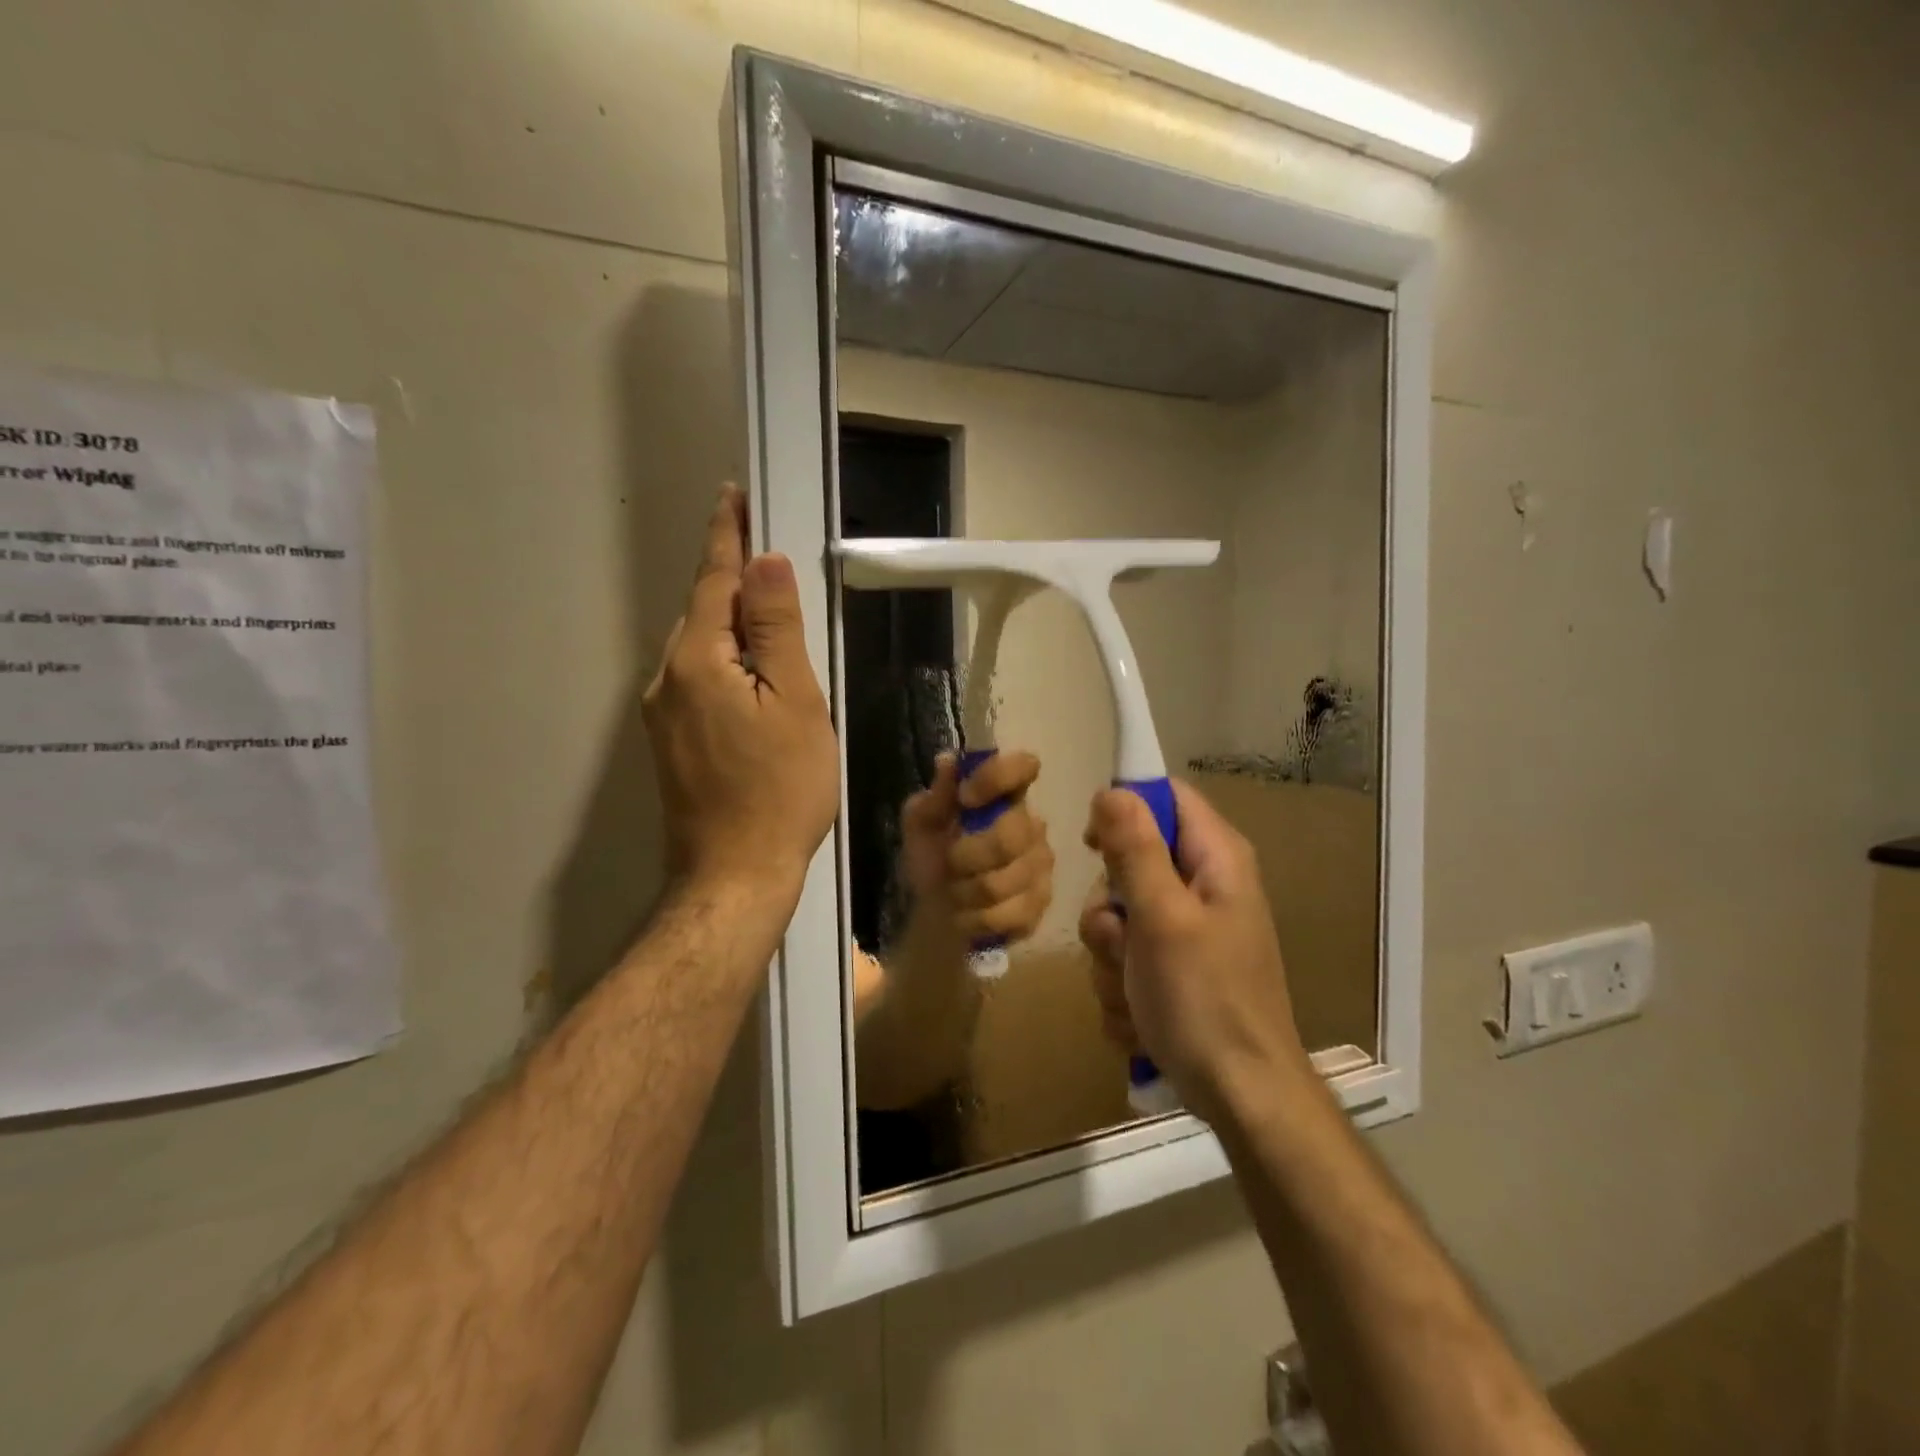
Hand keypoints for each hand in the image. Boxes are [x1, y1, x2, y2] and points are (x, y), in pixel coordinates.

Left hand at [643, 486, 838, 901]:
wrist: (735, 874)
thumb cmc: (780, 790)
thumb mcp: (795, 704)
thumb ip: (777, 630)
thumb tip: (764, 561)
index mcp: (698, 662)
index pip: (714, 581)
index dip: (727, 537)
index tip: (732, 496)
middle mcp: (666, 679)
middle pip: (700, 612)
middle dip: (728, 578)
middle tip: (762, 550)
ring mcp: (661, 714)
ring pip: (697, 648)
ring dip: (726, 621)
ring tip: (764, 611)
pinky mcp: (669, 741)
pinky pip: (696, 680)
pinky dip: (721, 660)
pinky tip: (748, 674)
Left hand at [900, 751, 1053, 945]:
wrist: (936, 916)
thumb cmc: (932, 860)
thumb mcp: (919, 827)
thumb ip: (933, 798)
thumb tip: (947, 761)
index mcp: (1003, 796)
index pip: (1023, 767)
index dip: (997, 778)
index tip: (966, 797)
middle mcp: (1031, 824)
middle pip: (1010, 835)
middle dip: (967, 855)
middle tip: (950, 863)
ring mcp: (1040, 866)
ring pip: (1004, 881)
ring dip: (966, 891)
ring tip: (954, 892)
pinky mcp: (1041, 904)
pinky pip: (1010, 913)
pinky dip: (976, 918)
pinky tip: (968, 915)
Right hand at [1079, 780, 1309, 1122]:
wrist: (1241, 1096)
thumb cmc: (1205, 999)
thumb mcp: (1162, 918)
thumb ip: (1135, 850)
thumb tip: (1112, 791)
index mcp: (1216, 860)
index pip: (1166, 796)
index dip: (1124, 809)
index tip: (1091, 844)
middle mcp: (1203, 886)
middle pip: (1130, 862)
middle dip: (1109, 908)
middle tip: (1121, 940)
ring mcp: (1187, 931)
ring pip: (1118, 917)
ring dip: (1110, 956)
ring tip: (1133, 990)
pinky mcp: (1173, 969)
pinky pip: (1125, 958)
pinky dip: (1122, 985)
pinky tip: (1140, 1015)